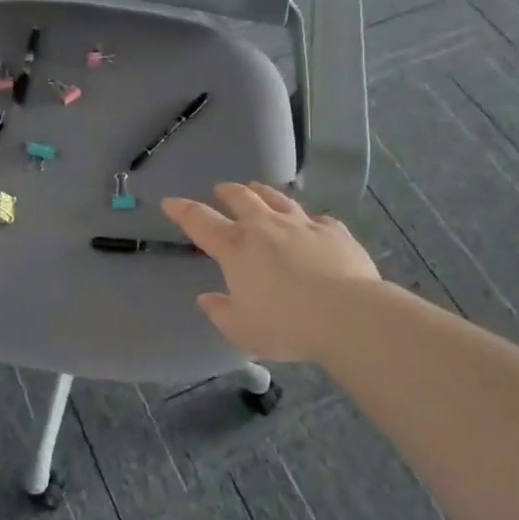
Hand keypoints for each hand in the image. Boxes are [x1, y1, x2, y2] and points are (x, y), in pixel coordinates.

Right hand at [162, 183, 381, 362]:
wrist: (348, 314)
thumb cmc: (287, 325)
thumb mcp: (242, 330)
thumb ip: (220, 312)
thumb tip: (206, 299)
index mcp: (237, 248)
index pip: (200, 221)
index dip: (182, 210)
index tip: (170, 202)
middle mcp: (266, 227)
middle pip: (242, 197)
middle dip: (228, 192)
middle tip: (221, 190)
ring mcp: (302, 224)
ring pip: (278, 198)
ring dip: (263, 192)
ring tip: (258, 190)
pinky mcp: (334, 231)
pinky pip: (317, 218)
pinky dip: (307, 218)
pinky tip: (311, 222)